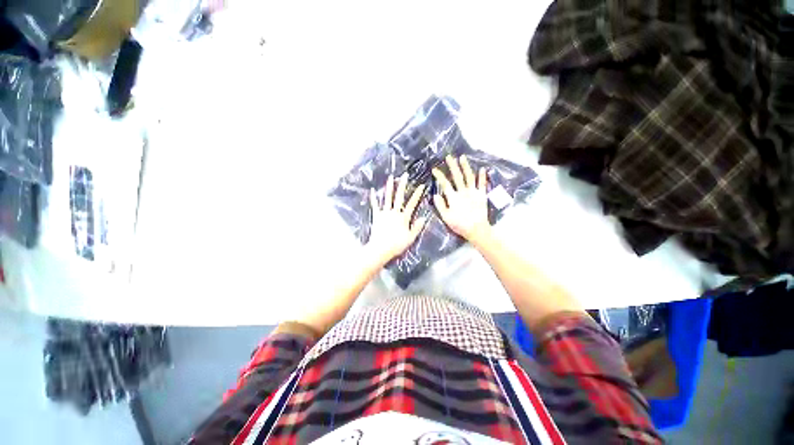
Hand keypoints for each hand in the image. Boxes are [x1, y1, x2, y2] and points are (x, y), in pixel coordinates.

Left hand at [366, 173, 426, 264]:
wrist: (380, 249)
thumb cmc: (397, 245)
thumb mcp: (410, 238)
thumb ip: (417, 227)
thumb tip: (423, 218)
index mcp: (403, 218)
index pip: (412, 203)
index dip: (417, 194)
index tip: (421, 185)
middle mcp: (394, 212)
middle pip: (399, 196)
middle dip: (403, 185)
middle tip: (405, 175)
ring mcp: (384, 213)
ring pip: (387, 198)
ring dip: (389, 187)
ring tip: (390, 177)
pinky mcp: (376, 216)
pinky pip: (375, 205)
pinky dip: (374, 198)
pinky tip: (373, 190)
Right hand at [432, 155, 491, 243]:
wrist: (477, 229)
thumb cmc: (459, 225)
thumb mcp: (446, 217)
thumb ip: (440, 206)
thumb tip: (435, 195)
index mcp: (453, 197)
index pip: (445, 184)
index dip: (439, 176)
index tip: (435, 169)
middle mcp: (463, 192)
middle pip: (457, 176)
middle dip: (452, 166)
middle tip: (449, 157)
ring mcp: (473, 192)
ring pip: (469, 177)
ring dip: (466, 167)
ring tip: (462, 157)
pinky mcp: (482, 195)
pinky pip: (482, 184)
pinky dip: (482, 176)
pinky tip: (482, 169)